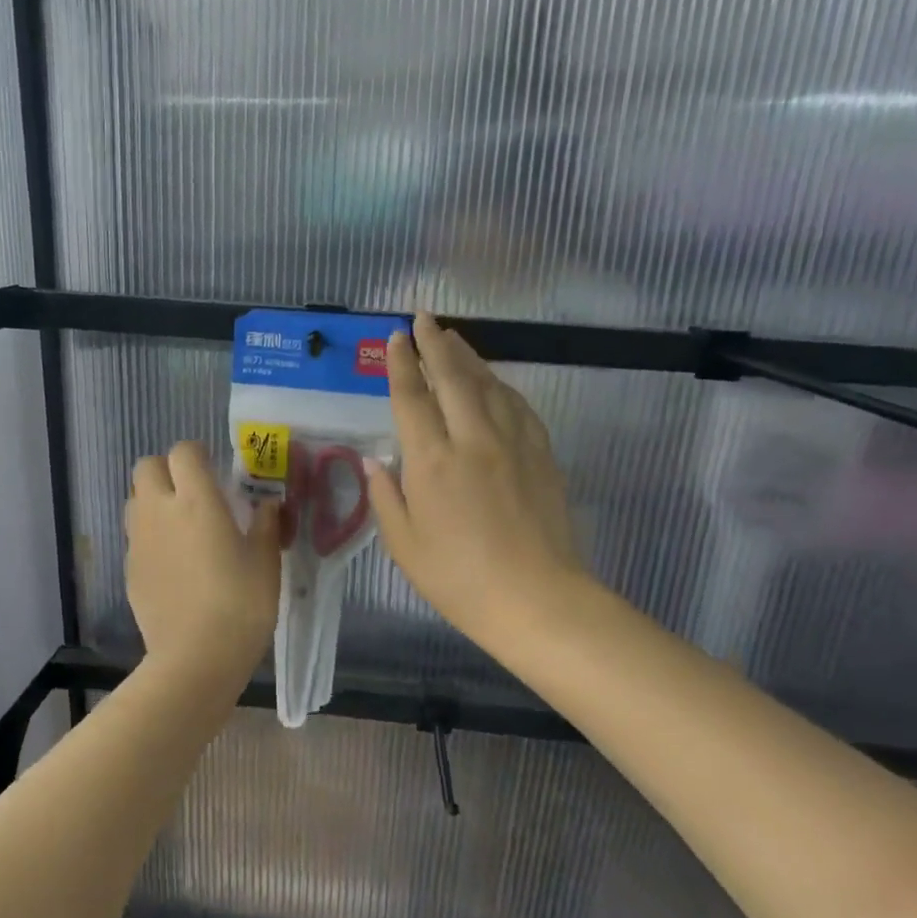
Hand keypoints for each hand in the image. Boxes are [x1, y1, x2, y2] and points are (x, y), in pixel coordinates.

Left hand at [125, 441, 280, 670]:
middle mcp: (159, 511)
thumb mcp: (265, 560)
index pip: (184, 451)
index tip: (216, 472)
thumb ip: (266, 523)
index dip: (198, 455)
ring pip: (136, 500)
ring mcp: (139, 541)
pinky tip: (174, 565)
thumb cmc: (241, 604)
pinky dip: (151, 538)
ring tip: (182, 527)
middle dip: (168, 471)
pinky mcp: (129, 569)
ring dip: (155, 501)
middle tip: (194, 494)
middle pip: (147, 467)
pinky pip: (136, 537)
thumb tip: (269, 502)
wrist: (195, 658)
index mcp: (196, 501)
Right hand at [368, 312, 584, 649]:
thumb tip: (374, 461)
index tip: (394, 337)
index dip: (400, 364)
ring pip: (489, 384)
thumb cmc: (459, 580)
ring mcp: (513, 443)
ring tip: (453, 338)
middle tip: (423, 317)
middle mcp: (472, 439)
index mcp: (432, 461)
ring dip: (468, 357)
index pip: (412, 398)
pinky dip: (500, 385)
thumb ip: (386, 498)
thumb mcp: (405, 546)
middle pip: (452, 377)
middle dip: (434, 343)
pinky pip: (518, 405)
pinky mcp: (541, 454)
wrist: (537, 599)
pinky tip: (494, 381)